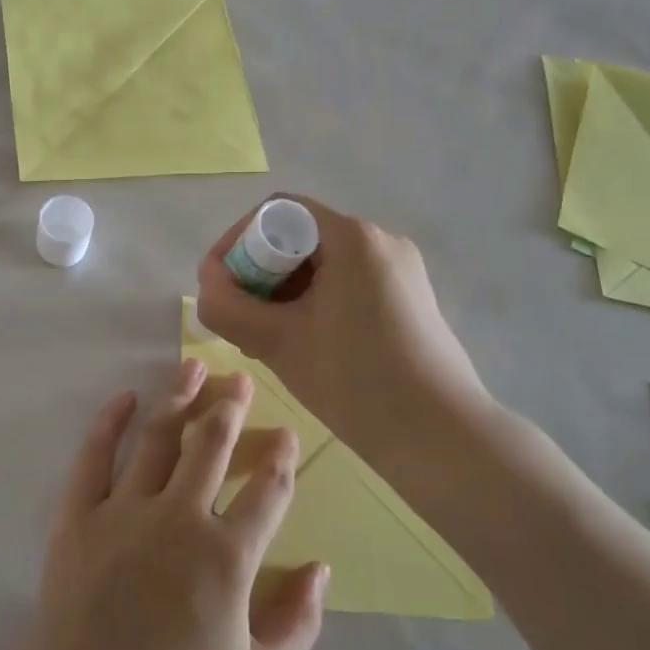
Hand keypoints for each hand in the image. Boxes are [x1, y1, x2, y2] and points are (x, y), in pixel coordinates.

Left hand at [0, 360, 327, 649]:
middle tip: (239, 379)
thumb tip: (320, 568)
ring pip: (157, 438)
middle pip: (210, 446)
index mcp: (227, 555)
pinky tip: (123, 397)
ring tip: (192, 368)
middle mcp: (179, 517)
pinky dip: (107, 422)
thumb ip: (297, 622)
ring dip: (177, 399)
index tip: (288, 434)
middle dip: (229, 408)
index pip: (266, 491)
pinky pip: (93, 456)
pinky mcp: (79, 515)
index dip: (281, 459)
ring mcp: (125, 510)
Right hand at [195, 195, 494, 461]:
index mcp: (353, 238)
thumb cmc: (356, 381)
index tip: (220, 283)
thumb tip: (208, 285)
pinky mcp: (409, 300)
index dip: (237, 241)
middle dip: (258, 273)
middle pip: (299, 238)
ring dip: (284, 293)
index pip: (278, 212)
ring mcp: (400, 271)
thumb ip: (227, 308)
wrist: (442, 437)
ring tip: (267, 338)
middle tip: (239, 318)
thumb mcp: (278, 343)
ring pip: (322, 266)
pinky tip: (304, 344)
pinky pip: (347, 285)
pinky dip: (314, 304)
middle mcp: (381, 241)